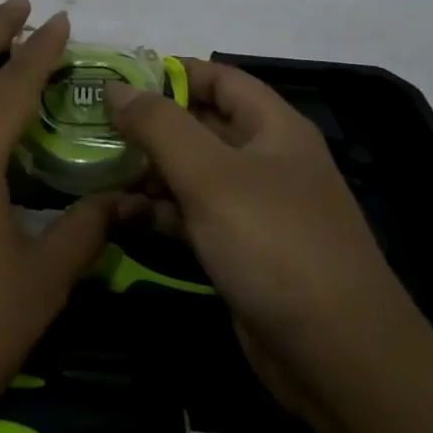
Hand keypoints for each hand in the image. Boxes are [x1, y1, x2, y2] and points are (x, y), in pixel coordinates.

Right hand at [105, 60, 432, 422]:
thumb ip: (158, 125)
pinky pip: (192, 216)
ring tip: (93, 168)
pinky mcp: (240, 250)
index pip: (217, 77)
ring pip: (191, 172)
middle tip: (91, 125)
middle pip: (199, 124)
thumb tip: (115, 86)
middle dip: (147, 124)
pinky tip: (119, 214)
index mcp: (272, 127)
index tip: (115, 78)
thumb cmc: (274, 244)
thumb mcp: (210, 175)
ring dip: (146, 170)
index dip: (169, 72)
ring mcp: (253, 208)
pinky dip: (158, 211)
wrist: (340, 359)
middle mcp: (264, 159)